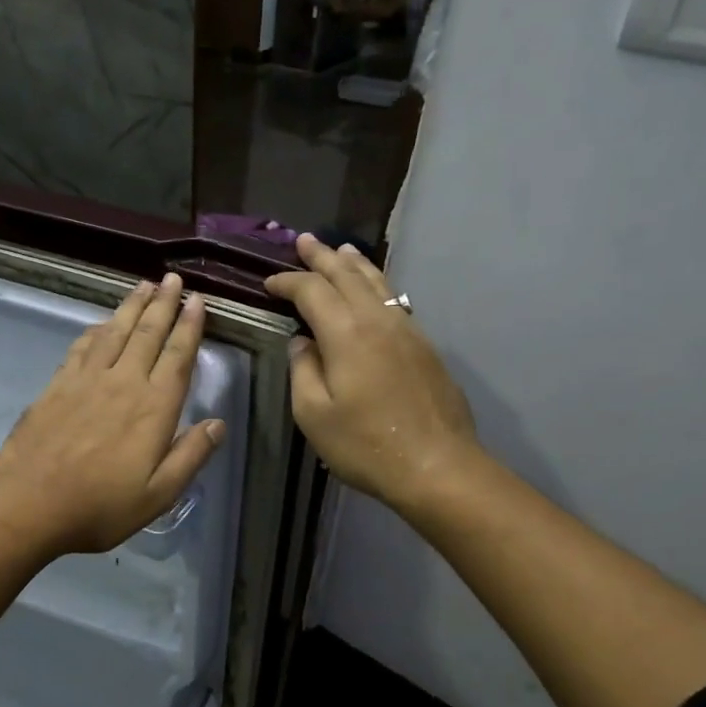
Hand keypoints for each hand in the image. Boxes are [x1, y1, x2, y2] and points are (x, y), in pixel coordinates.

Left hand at [0, 273, 224, 555]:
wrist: (30, 504)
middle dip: (163, 304)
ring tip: (144, 285)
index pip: (177, 357)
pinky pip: (82, 346)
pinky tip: (101, 322)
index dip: (189, 326)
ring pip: (114, 332)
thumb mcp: (159, 495)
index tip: (197, 301)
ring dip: (131, 306)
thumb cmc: (101, 506)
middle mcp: (123, 383)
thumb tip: (217, 424)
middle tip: (173, 279)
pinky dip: (96, 329)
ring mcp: (86, 380)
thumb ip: (190, 456)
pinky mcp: (57, 385)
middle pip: (147, 334)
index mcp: (153, 408)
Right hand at [266, 235, 480, 513]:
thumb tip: (302, 341)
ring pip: (378, 284)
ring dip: (355, 264)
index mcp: (346, 333)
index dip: (288, 282)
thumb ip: (303, 370)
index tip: (269, 283)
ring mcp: (407, 331)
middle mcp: (378, 321)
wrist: (436, 465)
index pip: (312, 291)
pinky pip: (395, 302)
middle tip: (304, 240)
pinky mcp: (424, 347)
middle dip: (322, 257)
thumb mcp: (314, 414)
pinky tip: (374, 292)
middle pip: (347, 276)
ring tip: (342, 250)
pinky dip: (377, 286)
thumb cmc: (365, 445)